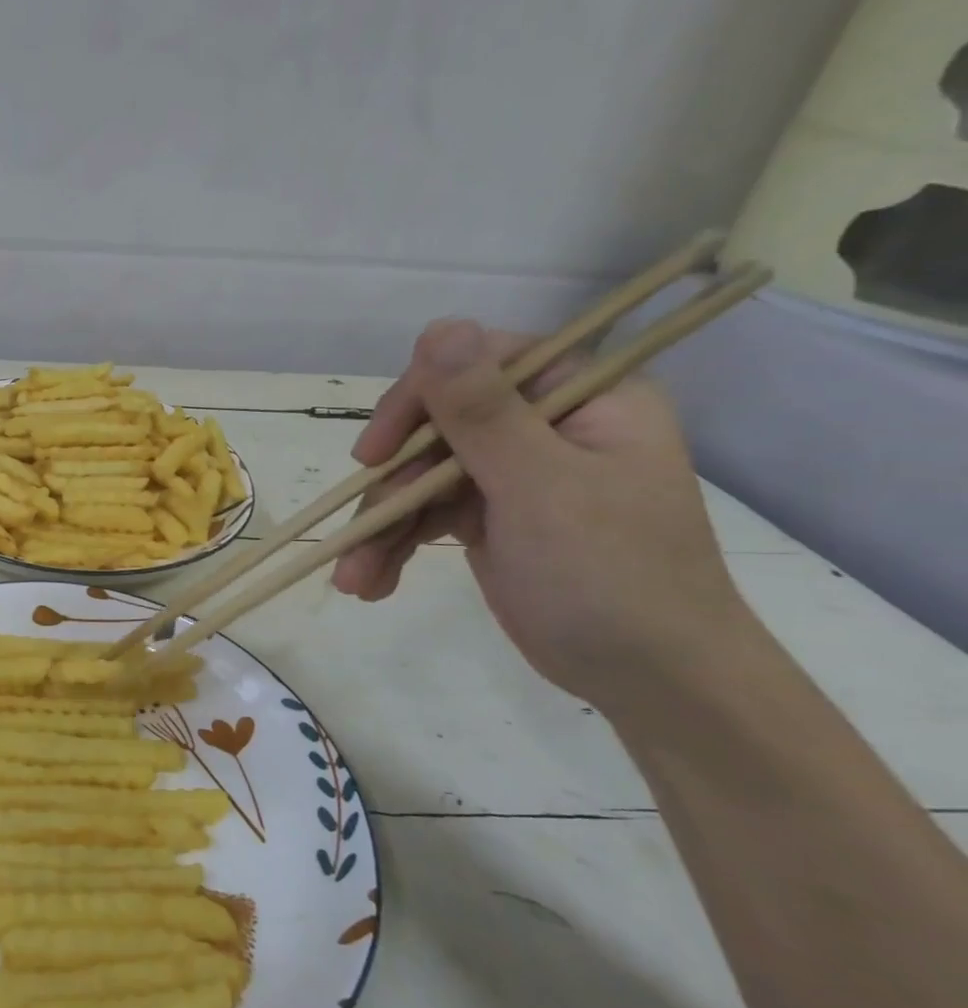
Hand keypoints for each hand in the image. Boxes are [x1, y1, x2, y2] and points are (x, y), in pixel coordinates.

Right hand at [331, 319, 753, 713]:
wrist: (651, 683)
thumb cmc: (613, 578)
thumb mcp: (542, 488)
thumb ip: (483, 411)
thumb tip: (438, 325)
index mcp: (581, 398)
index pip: (477, 363)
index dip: (417, 399)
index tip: (377, 452)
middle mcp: (542, 425)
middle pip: (435, 424)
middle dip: (390, 482)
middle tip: (360, 528)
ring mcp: (511, 472)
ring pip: (418, 473)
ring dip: (381, 524)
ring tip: (355, 576)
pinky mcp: (486, 515)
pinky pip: (423, 512)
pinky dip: (394, 545)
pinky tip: (372, 582)